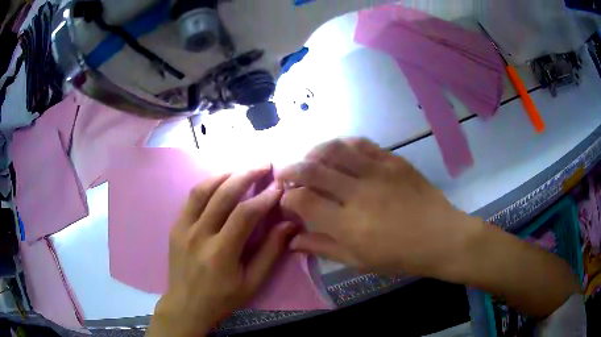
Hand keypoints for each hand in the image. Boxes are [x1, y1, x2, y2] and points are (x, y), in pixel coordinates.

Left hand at [147, 166, 297, 336]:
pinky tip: (220, 183)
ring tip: (242, 169)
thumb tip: (289, 225)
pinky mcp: (175, 227)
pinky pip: (191, 198)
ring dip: (224, 175)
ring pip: (202, 190)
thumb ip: (270, 253)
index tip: (279, 187)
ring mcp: (183, 228)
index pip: (244, 214)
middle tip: (263, 165)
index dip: (264, 198)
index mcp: (220, 253)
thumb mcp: (252, 283)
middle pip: (222, 195)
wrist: (186, 305)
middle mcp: (199, 235)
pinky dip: (208, 185)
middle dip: (246, 175)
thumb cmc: (222, 299)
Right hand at [276, 139, 477, 278]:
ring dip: (314, 152)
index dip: (287, 198)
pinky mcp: (394, 160)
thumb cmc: (400, 257)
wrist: (441, 237)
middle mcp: (359, 193)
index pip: (303, 202)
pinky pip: (361, 143)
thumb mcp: (359, 261)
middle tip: (284, 174)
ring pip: (334, 149)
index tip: (286, 200)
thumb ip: (323, 248)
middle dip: (290, 170)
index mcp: (348, 225)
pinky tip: (338, 152)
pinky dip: (342, 145)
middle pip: (313, 170)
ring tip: (309, 160)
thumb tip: (292, 241)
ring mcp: (378, 172)